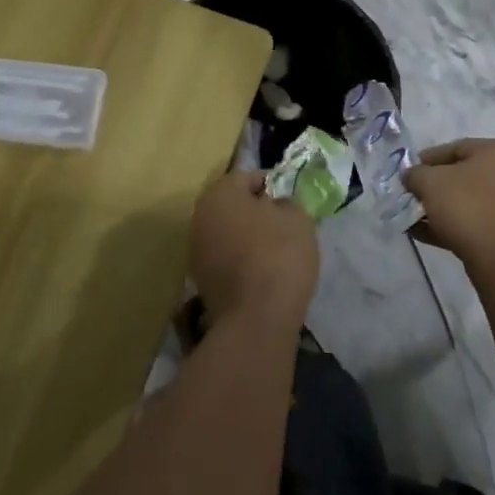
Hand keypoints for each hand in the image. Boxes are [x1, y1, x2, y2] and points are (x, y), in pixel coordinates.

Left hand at [188, 171, 317, 324]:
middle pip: (234, 204)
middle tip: (284, 223)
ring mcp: (196, 249)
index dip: (273, 185)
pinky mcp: (200, 279)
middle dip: (257, 210)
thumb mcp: (297, 217)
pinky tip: (262, 272)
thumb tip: (275, 204)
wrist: (257, 318)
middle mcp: (200, 216)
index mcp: (220, 193)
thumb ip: (286, 201)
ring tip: (275, 250)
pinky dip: (240, 259)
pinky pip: (225, 257)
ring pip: (228, 231)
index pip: (248, 176)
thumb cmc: (279, 255)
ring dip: (247, 235)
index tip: (292, 200)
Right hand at [402, 139, 494, 270]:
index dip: (426, 160)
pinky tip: (423, 233)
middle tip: (412, 195)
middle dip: (433, 187)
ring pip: (468, 200)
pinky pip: (475, 220)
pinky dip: (451, 224)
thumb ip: (415, 174)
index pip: (456, 148)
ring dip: (439, 208)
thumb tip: (411, 176)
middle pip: (463, 175)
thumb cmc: (466, 206)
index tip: (408, 173)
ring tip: (413, 217)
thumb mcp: (429, 182)